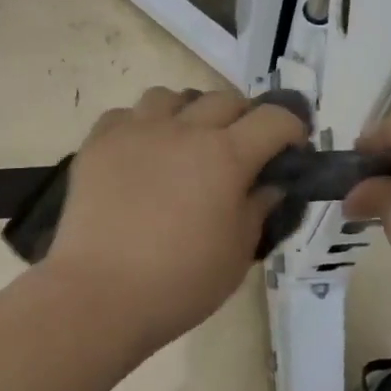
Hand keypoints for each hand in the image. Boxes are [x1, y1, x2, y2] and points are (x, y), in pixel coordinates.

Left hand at [44, 87, 307, 352]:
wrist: (100, 294)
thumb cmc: (180, 282)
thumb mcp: (238, 253)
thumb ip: (258, 209)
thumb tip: (269, 184)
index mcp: (226, 155)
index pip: (273, 118)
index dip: (290, 128)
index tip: (291, 148)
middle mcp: (184, 129)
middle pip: (224, 99)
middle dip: (242, 118)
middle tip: (240, 149)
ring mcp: (138, 130)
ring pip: (172, 97)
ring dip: (188, 113)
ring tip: (184, 143)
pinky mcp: (100, 141)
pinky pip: (127, 115)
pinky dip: (141, 127)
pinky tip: (140, 155)